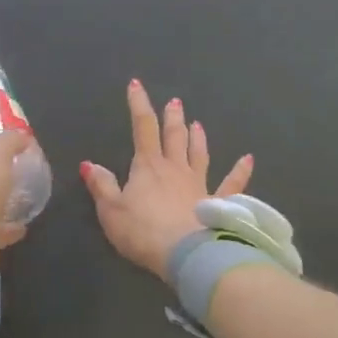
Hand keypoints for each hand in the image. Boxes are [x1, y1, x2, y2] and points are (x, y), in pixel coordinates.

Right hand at [80, 79, 253, 278]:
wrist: (186, 253)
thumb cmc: (144, 231)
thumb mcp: (111, 211)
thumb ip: (102, 186)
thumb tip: (89, 164)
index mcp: (148, 166)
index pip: (142, 128)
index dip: (139, 104)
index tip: (137, 84)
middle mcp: (175, 169)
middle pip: (174, 136)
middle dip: (172, 117)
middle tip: (175, 102)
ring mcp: (200, 184)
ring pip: (199, 154)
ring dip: (197, 137)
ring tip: (197, 123)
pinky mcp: (218, 203)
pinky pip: (231, 184)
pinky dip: (241, 171)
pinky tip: (249, 159)